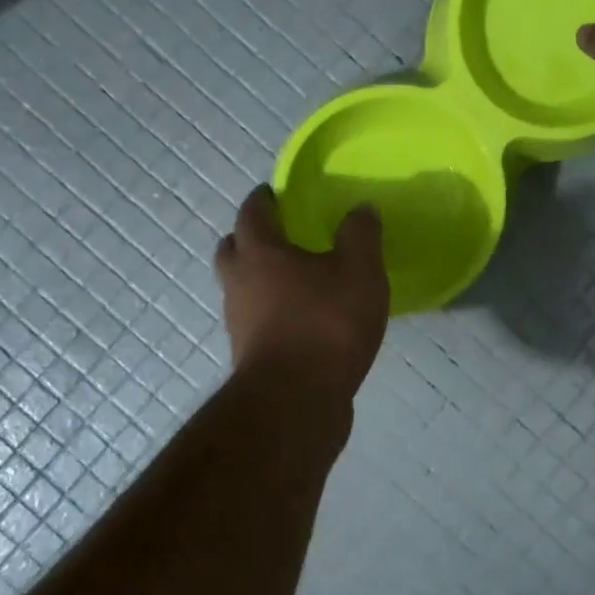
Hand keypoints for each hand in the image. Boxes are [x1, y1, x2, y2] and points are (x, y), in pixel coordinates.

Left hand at [214, 185, 388, 401]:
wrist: (296, 402)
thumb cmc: (326, 325)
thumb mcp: (360, 272)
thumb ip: (361, 235)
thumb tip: (361, 208)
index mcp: (261, 252)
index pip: (253, 212)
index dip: (264, 199)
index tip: (276, 193)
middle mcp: (240, 282)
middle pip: (233, 249)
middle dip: (250, 237)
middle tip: (278, 233)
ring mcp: (239, 321)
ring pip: (240, 286)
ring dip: (258, 276)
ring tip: (294, 278)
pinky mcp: (250, 354)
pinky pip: (255, 318)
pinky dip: (270, 310)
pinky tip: (300, 318)